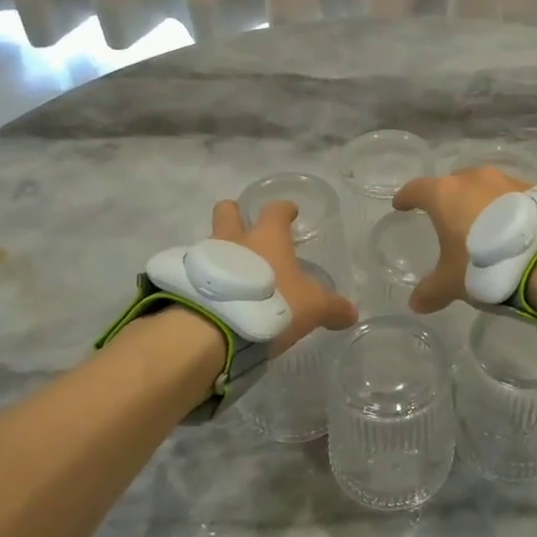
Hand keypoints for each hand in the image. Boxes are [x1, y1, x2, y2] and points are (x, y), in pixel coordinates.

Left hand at [210, 199, 357, 354]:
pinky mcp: (185, 280)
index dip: (284, 209)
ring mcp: (205, 257)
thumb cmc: (272, 304)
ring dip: (220, 250)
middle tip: (244, 227)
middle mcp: (233, 239)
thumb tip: (351, 314)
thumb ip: (332, 308)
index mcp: (267, 237)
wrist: (216, 327)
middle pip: (228, 211)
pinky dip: (205, 277)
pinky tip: (213, 295)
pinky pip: (196, 270)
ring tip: (231, 272)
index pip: (276, 211)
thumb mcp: (313, 308)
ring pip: (210, 241)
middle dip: (235, 214)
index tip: (290, 211)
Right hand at [390, 166, 531, 312]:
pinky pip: (510, 196)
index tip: (401, 204)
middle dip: (447, 198)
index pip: (417, 189)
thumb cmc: (483, 264)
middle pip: (453, 183)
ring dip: (479, 202)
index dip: (407, 197)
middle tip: (446, 218)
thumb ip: (431, 291)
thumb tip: (415, 303)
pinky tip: (509, 228)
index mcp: (444, 194)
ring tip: (482, 224)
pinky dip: (505, 208)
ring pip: (484, 187)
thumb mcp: (452, 283)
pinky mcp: (533, 190)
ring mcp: (506, 180)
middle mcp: (473, 179)